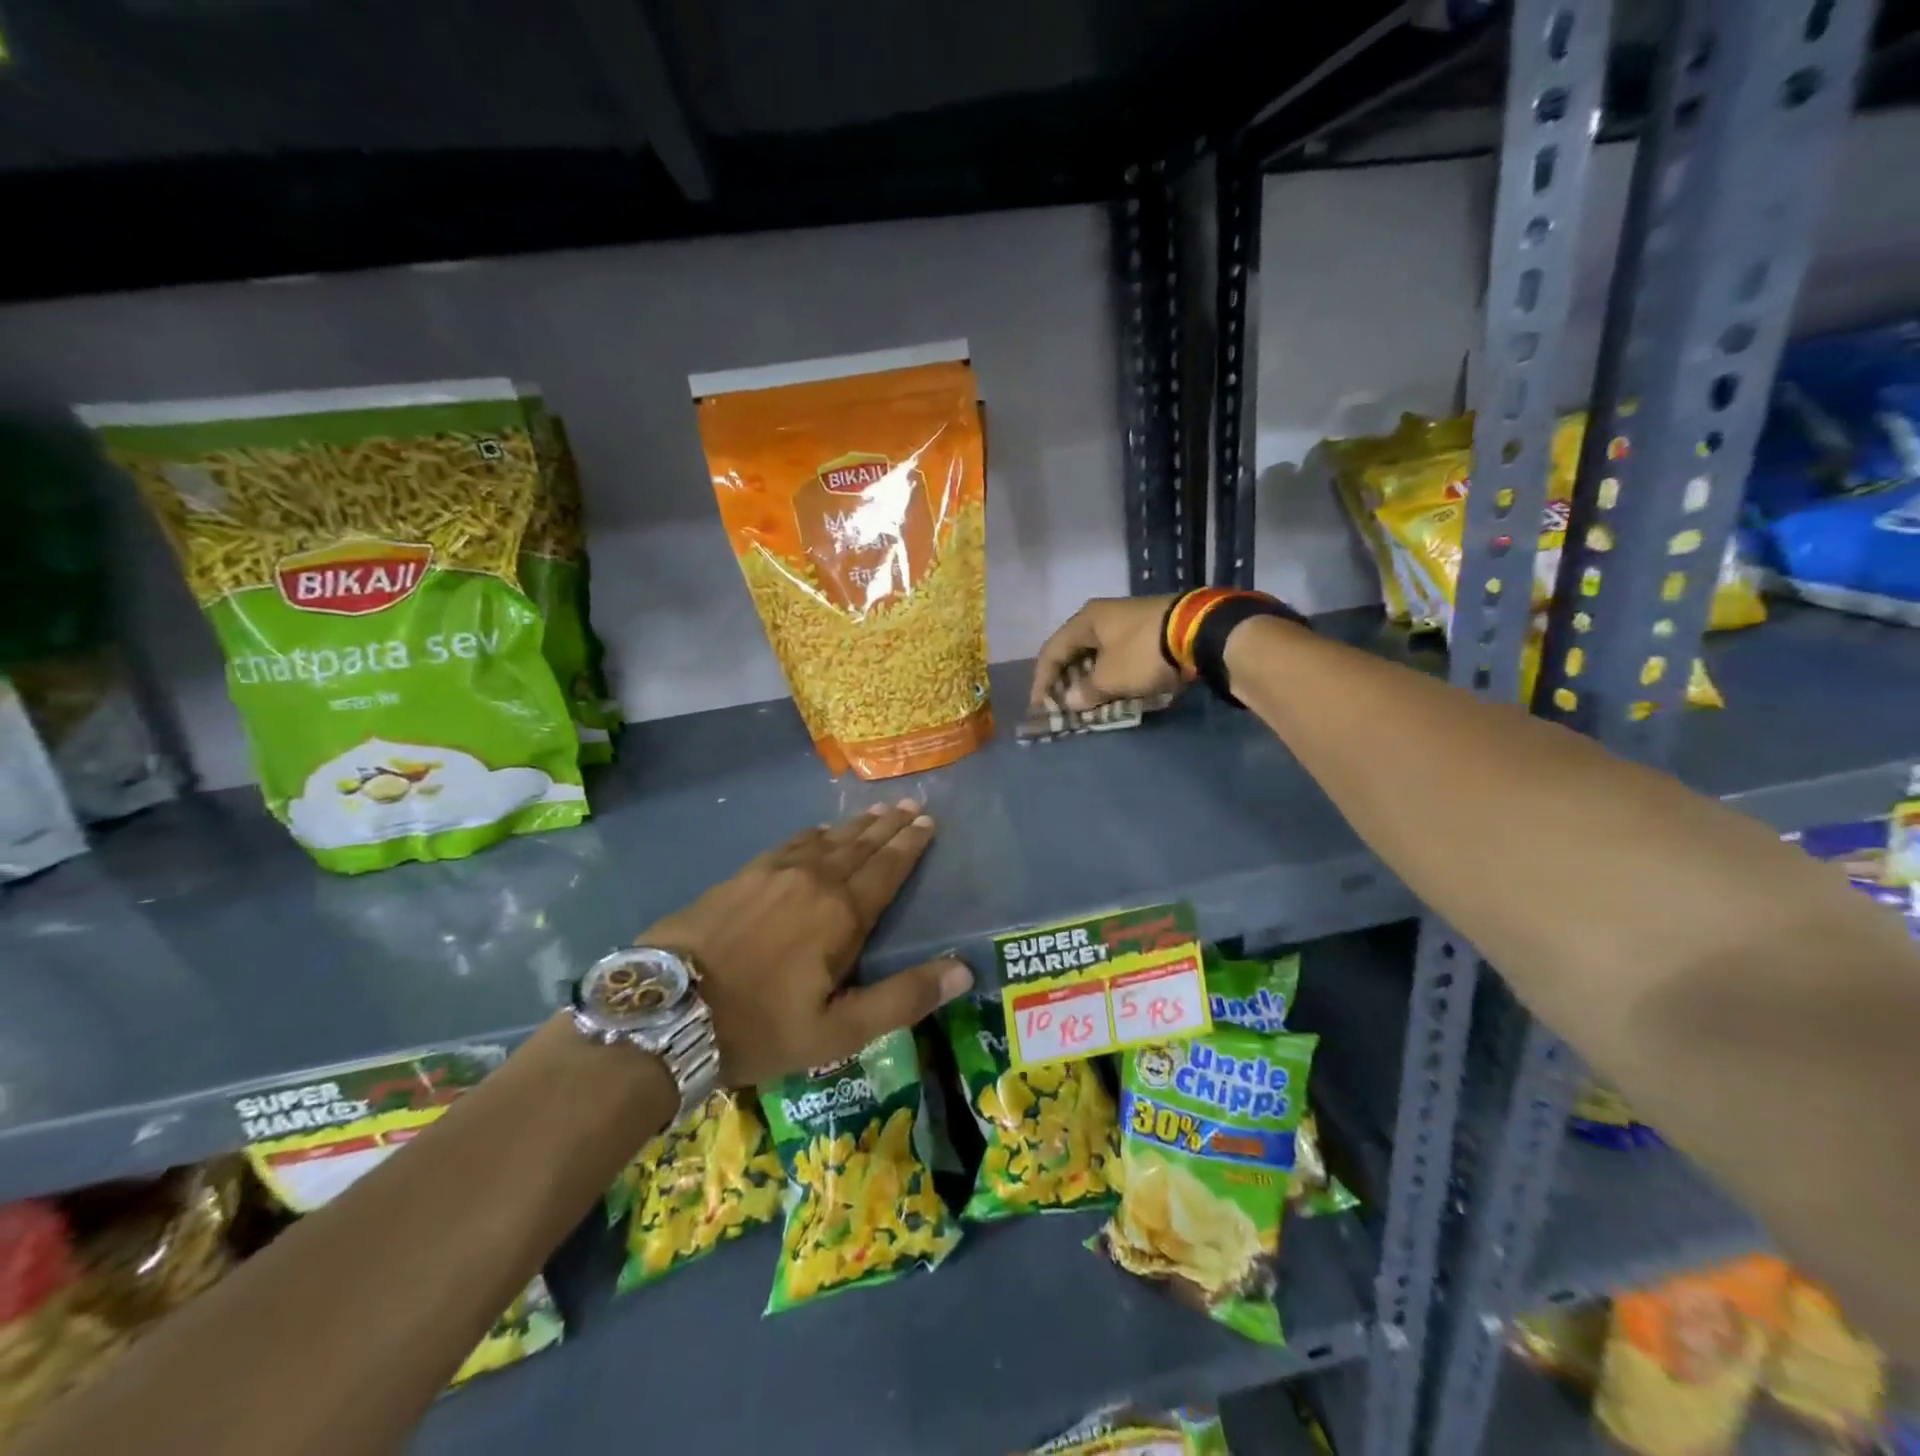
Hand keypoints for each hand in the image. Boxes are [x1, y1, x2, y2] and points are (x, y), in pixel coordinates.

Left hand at [641, 802, 972, 1086]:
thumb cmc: (759, 1027)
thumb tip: (963, 969)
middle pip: (860, 845)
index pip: (887, 869)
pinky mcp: (742, 875)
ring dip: (855, 825)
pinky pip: (790, 843)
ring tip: (876, 811)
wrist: (665, 1012)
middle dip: (888, 825)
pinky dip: (813, 833)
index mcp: (842, 914)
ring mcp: (773, 873)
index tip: (927, 821)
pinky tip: (818, 830)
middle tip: (910, 804)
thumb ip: (903, 998)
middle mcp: (814, 880)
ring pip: (826, 839)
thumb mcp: (839, 1032)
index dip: (910, 844)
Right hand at [1030, 594, 1183, 711]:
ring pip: (1098, 654)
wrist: (1200, 632)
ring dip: (1090, 679)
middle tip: (1063, 706)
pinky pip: (1119, 656)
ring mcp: (1128, 621)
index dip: (1042, 681)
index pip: (1051, 651)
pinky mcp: (1150, 630)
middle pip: (1074, 651)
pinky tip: (1113, 691)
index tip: (1039, 707)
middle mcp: (1103, 615)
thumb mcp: (1110, 677)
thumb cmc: (1143, 652)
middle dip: (1066, 680)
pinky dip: (1111, 675)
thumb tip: (1071, 700)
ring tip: (1087, 703)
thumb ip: (1085, 691)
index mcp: (1086, 620)